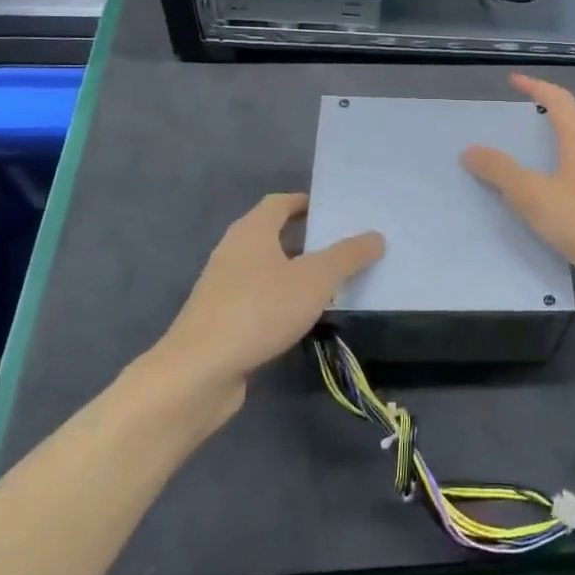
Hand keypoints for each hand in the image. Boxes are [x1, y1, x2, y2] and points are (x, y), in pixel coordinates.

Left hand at [139, 193, 383, 415]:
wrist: (199, 372)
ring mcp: (223, 287)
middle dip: (308, 238)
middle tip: (345, 246)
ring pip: (267, 268)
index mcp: (252, 231)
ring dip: (296, 271)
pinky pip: (259, 298)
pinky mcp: (221, 319)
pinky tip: (303, 316)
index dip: (307, 202)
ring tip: (332, 282)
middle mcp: (233, 251)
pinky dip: (282, 299)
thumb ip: (347, 256)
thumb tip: (376, 236)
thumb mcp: (315, 279)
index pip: (280, 202)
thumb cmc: (259, 310)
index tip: (337, 211)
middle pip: (274, 234)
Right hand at [462, 73, 574, 297]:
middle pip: (570, 117)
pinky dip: (558, 161)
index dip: (535, 86)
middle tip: (514, 114)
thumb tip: (471, 150)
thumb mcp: (534, 197)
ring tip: (525, 147)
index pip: (559, 99)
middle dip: (543, 109)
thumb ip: (501, 171)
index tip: (512, 81)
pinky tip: (546, 184)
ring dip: (551, 137)